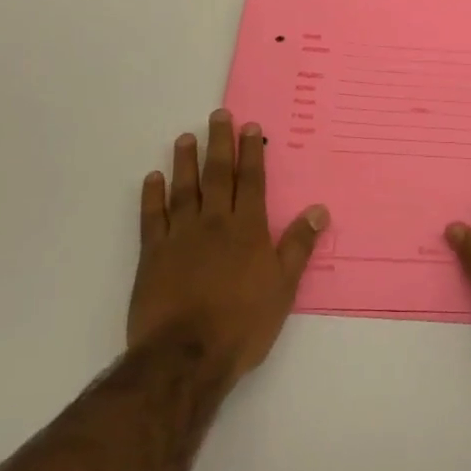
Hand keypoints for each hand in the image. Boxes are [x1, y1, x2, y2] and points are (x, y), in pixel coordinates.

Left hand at [129, 110, 328, 381]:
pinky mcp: (152, 255)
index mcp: (247, 229)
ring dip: (185, 162)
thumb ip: (298, 245)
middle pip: (217, 175)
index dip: (252, 152)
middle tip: (218, 116)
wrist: (186, 355)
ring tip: (185, 138)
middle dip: (220, 143)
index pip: (251, 181)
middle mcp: (214, 223)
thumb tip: (318, 209)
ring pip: (183, 189)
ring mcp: (179, 236)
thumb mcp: (283, 287)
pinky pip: (151, 217)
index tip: (250, 127)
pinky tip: (152, 179)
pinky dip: (151, 196)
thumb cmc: (243, 323)